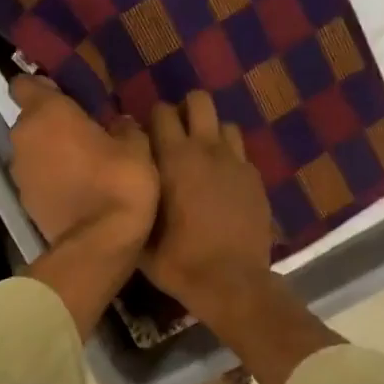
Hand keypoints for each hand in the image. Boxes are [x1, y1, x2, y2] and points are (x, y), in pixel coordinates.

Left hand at [8, 75, 157, 252]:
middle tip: (82, 132)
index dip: (43, 88)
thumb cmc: (119, 182)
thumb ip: (123, 127)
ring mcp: (19, 172)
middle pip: (30, 121)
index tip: (66, 96)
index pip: (25, 84)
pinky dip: (50, 180)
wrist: (100, 243)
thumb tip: (119, 122)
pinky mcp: (24, 202)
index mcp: (47, 113)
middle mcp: (23, 138)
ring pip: (32, 152)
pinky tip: (76, 189)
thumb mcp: (136, 146)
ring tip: (82, 164)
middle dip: (51, 124)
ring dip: (50, 154)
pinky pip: (36, 179)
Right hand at [143, 91, 274, 315]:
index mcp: (174, 159)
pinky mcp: (256, 179)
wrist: (232, 282)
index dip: (152, 120)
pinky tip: (222, 183)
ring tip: (202, 157)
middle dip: (186, 111)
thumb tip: (127, 183)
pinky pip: (241, 154)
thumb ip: (134, 201)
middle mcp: (207, 150)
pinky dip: (230, 160)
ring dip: (212, 134)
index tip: (146, 137)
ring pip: (225, 124)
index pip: (161, 113)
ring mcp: (236, 162)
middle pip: (199, 101)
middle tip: (176, 137)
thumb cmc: (179, 262)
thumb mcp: (141, 237)